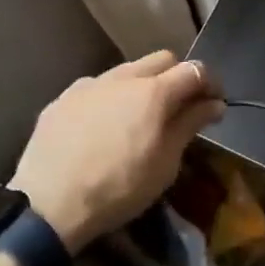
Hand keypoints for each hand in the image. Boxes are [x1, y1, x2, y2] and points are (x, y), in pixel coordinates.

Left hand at [11, 51, 224, 252]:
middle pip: (161, 60)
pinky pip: (96, 89)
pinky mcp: (61, 99)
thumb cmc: (119, 187)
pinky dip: (110, 100)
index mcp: (154, 91)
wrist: (48, 205)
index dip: (211, 83)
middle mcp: (122, 77)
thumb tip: (213, 103)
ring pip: (126, 71)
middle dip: (178, 76)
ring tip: (139, 118)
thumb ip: (190, 125)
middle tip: (181, 107)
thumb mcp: (165, 162)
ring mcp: (88, 85)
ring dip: (142, 86)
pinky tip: (103, 128)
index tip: (216, 103)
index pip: (194, 70)